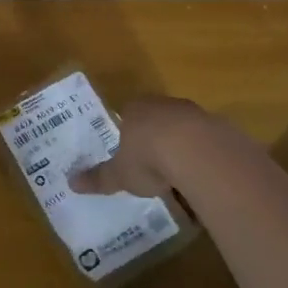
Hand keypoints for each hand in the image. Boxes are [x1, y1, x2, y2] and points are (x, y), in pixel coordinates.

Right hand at [68, 95, 208, 197]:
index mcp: (134, 109)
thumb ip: (99, 178)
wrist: (196, 151)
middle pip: (155, 119)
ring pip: (182, 128)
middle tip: (152, 165)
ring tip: (177, 174)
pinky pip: (204, 141)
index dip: (126, 132)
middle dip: (154, 139)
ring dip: (180, 146)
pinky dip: (201, 155)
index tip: (128, 152)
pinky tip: (200, 175)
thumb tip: (70, 183)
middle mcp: (162, 104)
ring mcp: (192, 112)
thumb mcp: (119, 174)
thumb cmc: (148, 158)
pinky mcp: (217, 125)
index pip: (126, 115)